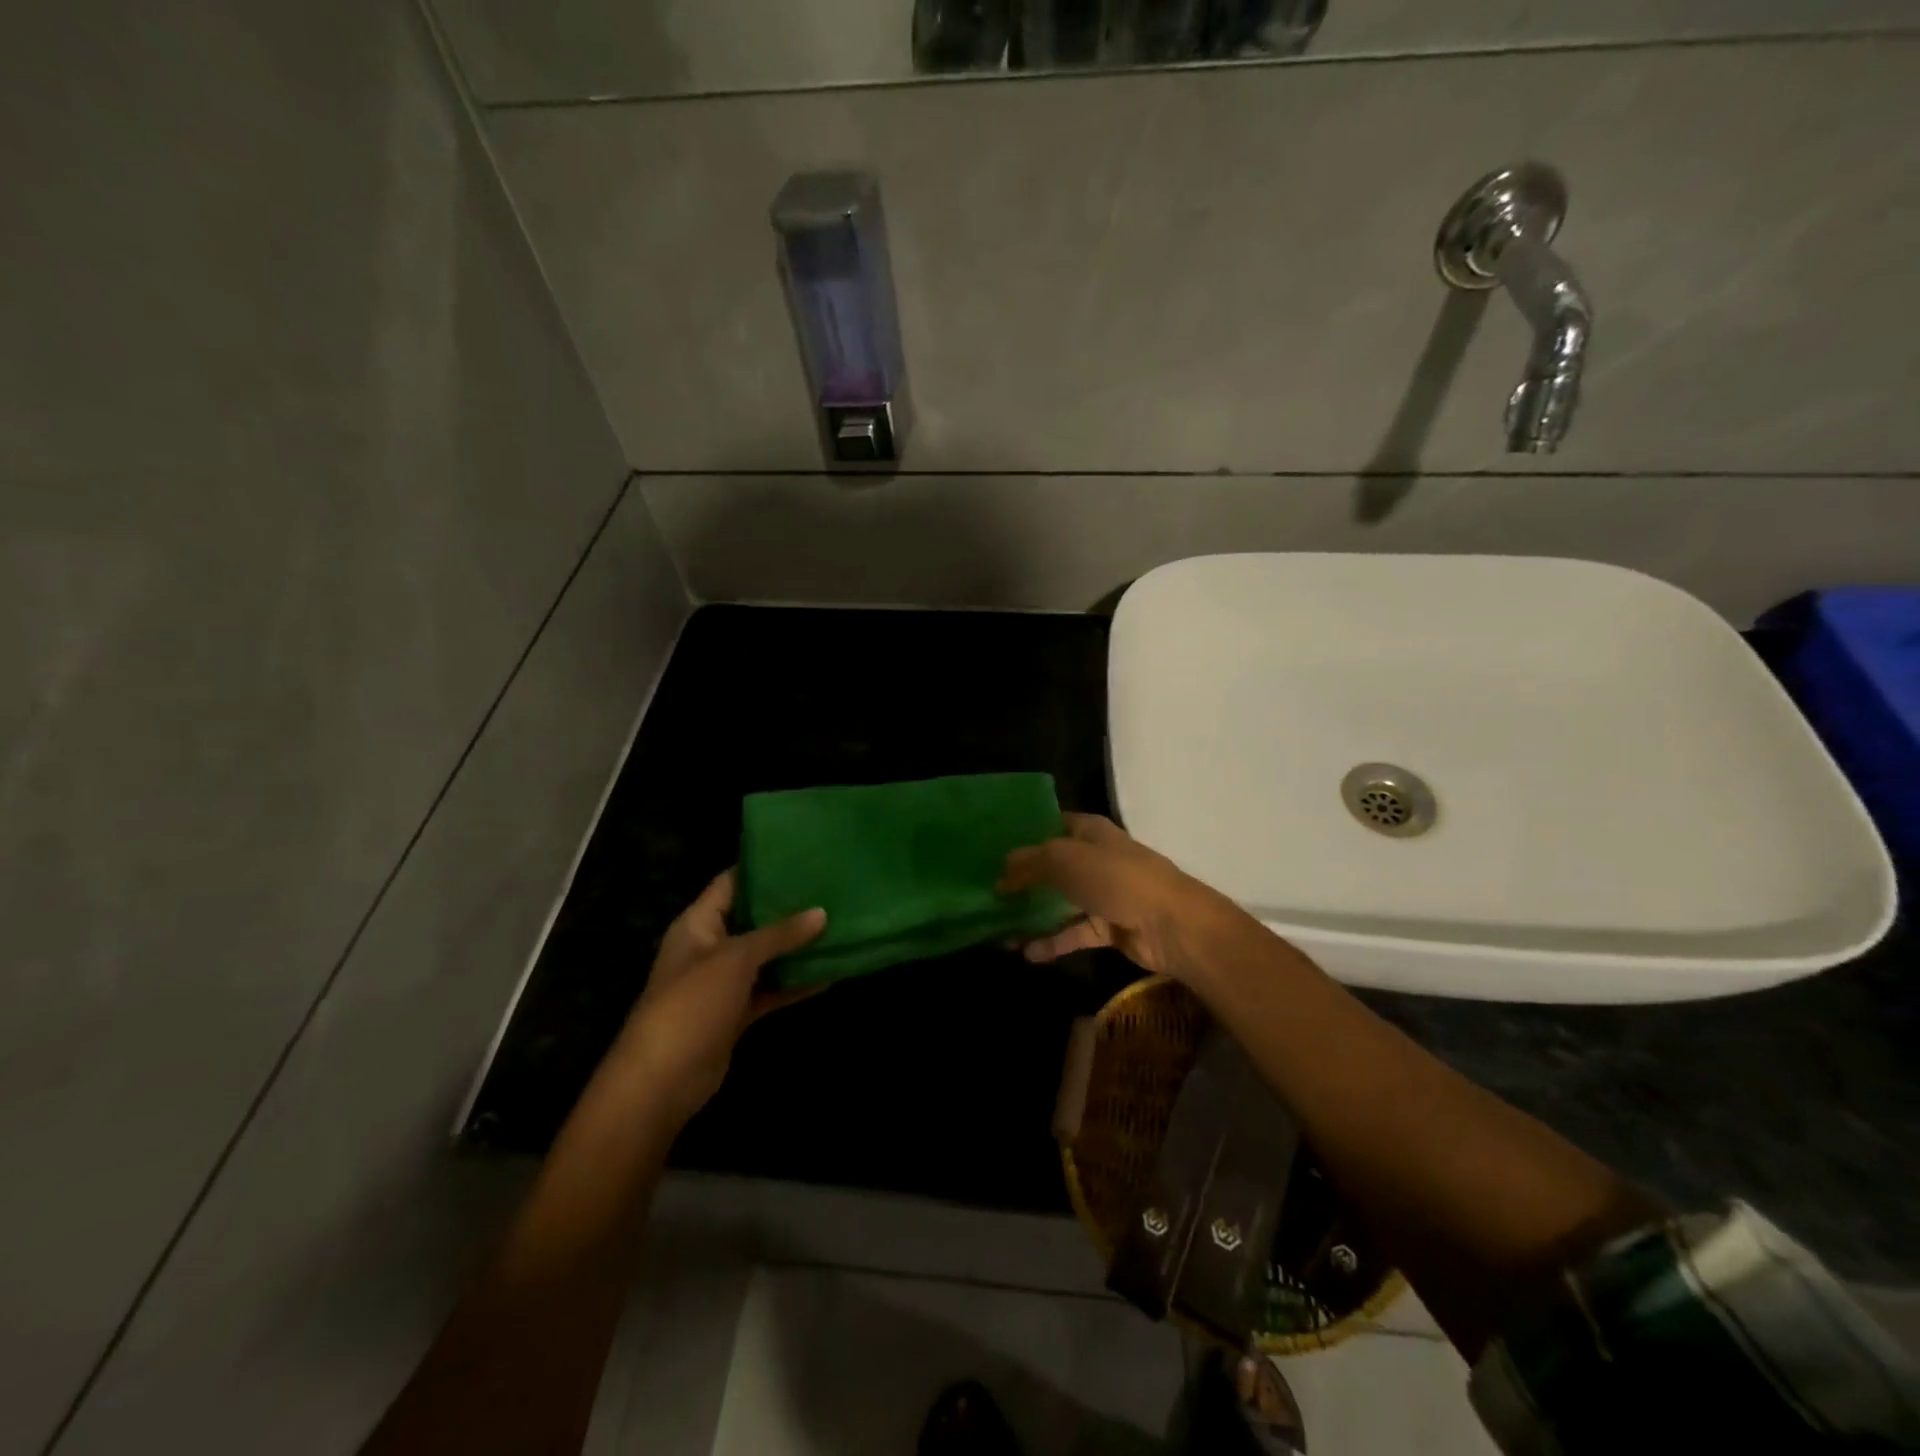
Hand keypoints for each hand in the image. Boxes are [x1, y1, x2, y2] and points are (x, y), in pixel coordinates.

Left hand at [608, 870, 824, 1128]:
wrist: (662, 1081)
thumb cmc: (692, 1003)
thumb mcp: (736, 958)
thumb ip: (779, 934)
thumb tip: (821, 913)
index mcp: (697, 923)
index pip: (730, 882)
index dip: (762, 867)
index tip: (802, 855)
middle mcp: (710, 946)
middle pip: (752, 918)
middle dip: (788, 907)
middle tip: (830, 887)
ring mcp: (723, 982)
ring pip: (765, 956)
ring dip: (796, 946)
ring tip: (838, 924)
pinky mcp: (736, 1013)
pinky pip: (770, 989)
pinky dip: (794, 983)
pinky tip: (829, 973)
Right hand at [998, 813, 1227, 979]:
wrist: (1170, 924)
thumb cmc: (1115, 878)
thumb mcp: (1063, 859)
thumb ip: (1028, 863)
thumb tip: (1000, 875)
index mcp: (1089, 831)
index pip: (1051, 824)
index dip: (1024, 834)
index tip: (992, 848)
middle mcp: (1094, 859)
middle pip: (1052, 866)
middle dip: (1022, 879)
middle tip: (986, 892)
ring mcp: (1102, 894)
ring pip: (1059, 902)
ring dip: (1032, 915)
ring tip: (998, 928)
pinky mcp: (1107, 927)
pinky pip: (1072, 933)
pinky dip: (1051, 942)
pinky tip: (1026, 953)